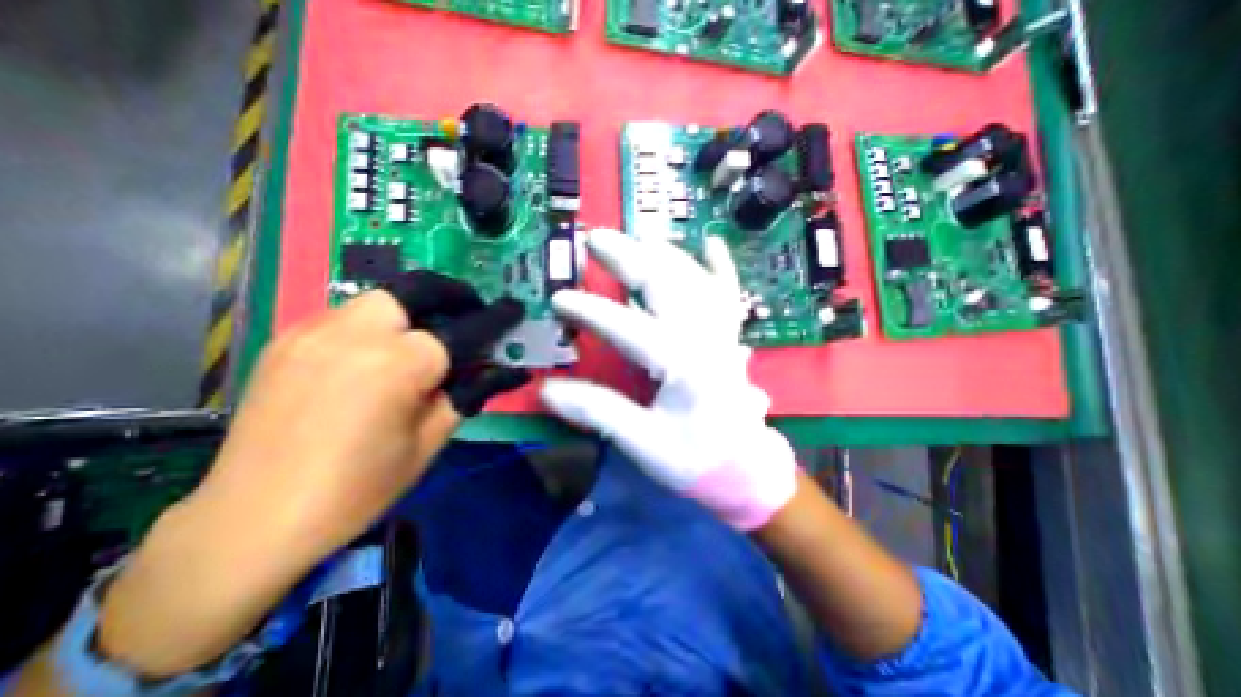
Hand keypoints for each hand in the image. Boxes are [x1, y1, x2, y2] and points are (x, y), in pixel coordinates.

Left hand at [96, 271, 522, 674]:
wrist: (253, 519)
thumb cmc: (360, 486)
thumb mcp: (431, 440)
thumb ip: (470, 392)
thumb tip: (506, 370)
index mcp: (399, 364)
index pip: (465, 328)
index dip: (496, 317)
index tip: (513, 309)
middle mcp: (356, 333)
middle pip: (418, 289)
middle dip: (453, 296)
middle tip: (469, 314)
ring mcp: (315, 331)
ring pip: (382, 298)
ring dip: (416, 309)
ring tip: (426, 338)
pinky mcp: (289, 340)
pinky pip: (349, 315)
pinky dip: (379, 323)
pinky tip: (380, 355)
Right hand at [541, 228, 793, 528]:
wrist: (743, 467)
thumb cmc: (695, 459)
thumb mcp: (644, 443)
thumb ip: (599, 413)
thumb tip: (547, 391)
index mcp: (683, 366)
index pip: (630, 329)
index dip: (592, 311)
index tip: (559, 298)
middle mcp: (706, 339)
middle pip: (667, 285)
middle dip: (629, 258)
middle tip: (595, 239)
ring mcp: (722, 333)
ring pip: (694, 279)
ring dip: (663, 254)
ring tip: (635, 236)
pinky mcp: (729, 336)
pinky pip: (728, 292)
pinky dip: (721, 266)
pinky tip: (711, 242)